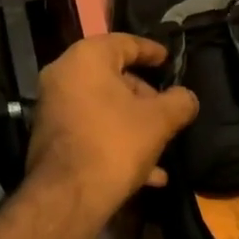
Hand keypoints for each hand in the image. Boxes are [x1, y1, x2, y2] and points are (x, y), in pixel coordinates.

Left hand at [24, 34, 199, 224]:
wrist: (67, 196)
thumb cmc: (115, 143)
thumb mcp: (159, 121)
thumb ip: (179, 102)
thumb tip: (186, 98)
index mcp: (86, 58)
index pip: (124, 42)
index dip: (151, 51)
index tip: (169, 60)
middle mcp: (63, 75)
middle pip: (112, 76)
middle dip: (143, 94)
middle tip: (167, 108)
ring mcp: (53, 107)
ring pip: (103, 107)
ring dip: (133, 123)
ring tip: (162, 142)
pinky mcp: (51, 137)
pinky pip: (90, 130)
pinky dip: (116, 142)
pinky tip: (148, 174)